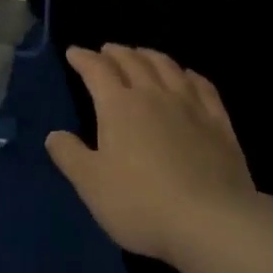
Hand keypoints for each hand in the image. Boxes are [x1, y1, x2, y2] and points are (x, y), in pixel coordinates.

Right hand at [47, 44, 258, 262]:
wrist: (211, 222)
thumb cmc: (141, 204)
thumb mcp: (92, 185)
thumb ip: (70, 156)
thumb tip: (54, 135)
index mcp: (119, 106)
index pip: (97, 70)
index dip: (83, 58)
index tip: (73, 52)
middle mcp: (153, 95)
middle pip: (132, 61)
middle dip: (115, 53)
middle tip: (106, 50)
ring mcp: (190, 106)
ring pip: (167, 67)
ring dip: (150, 55)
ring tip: (141, 54)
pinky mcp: (219, 123)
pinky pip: (203, 87)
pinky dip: (190, 75)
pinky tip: (187, 76)